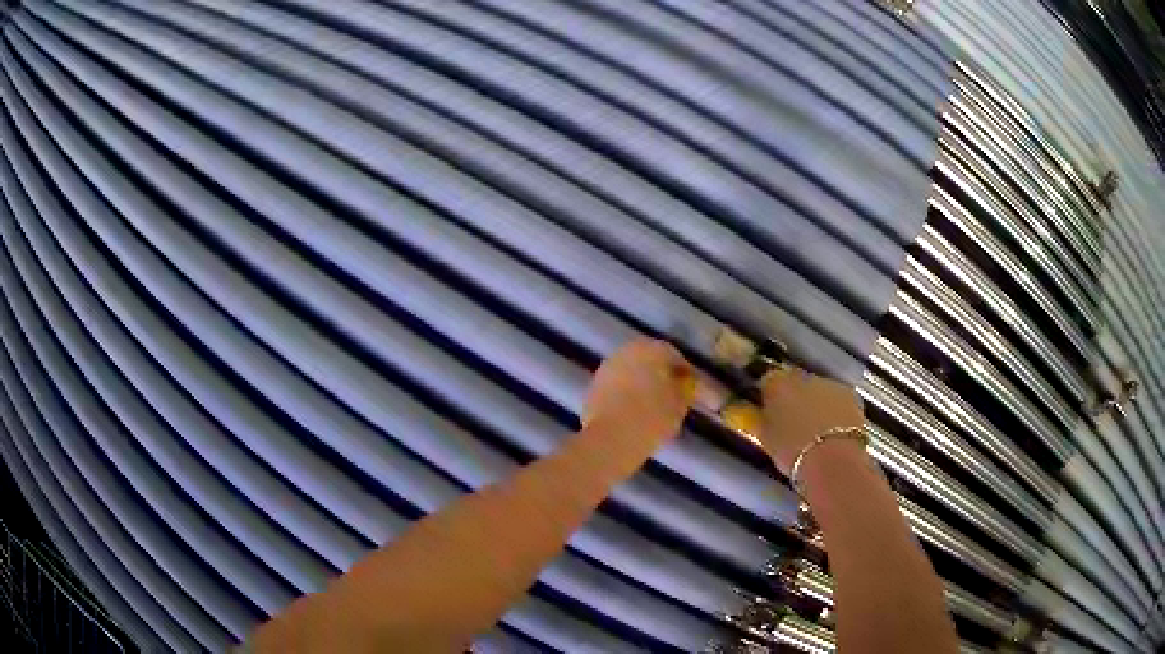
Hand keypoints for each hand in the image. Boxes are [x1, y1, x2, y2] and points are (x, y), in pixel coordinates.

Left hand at [583, 338, 694, 442]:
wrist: (611, 439)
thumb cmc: (653, 416)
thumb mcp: (680, 403)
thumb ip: (686, 389)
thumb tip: (684, 384)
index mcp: (649, 348)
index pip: (675, 357)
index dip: (688, 376)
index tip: (696, 394)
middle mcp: (625, 352)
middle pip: (650, 364)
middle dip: (664, 381)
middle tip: (677, 402)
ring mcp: (606, 370)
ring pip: (632, 377)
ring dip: (644, 390)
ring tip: (657, 414)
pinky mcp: (592, 390)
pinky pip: (618, 392)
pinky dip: (628, 400)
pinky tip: (637, 419)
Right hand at [760, 366, 864, 475]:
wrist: (833, 459)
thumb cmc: (792, 451)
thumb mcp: (766, 439)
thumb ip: (762, 420)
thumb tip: (762, 414)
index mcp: (777, 384)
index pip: (767, 381)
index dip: (768, 396)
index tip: (768, 411)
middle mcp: (803, 376)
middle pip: (795, 382)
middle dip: (794, 397)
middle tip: (792, 422)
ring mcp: (829, 383)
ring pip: (818, 390)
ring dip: (815, 403)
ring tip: (815, 430)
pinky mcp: (850, 394)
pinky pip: (837, 399)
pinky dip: (834, 410)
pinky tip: (833, 430)